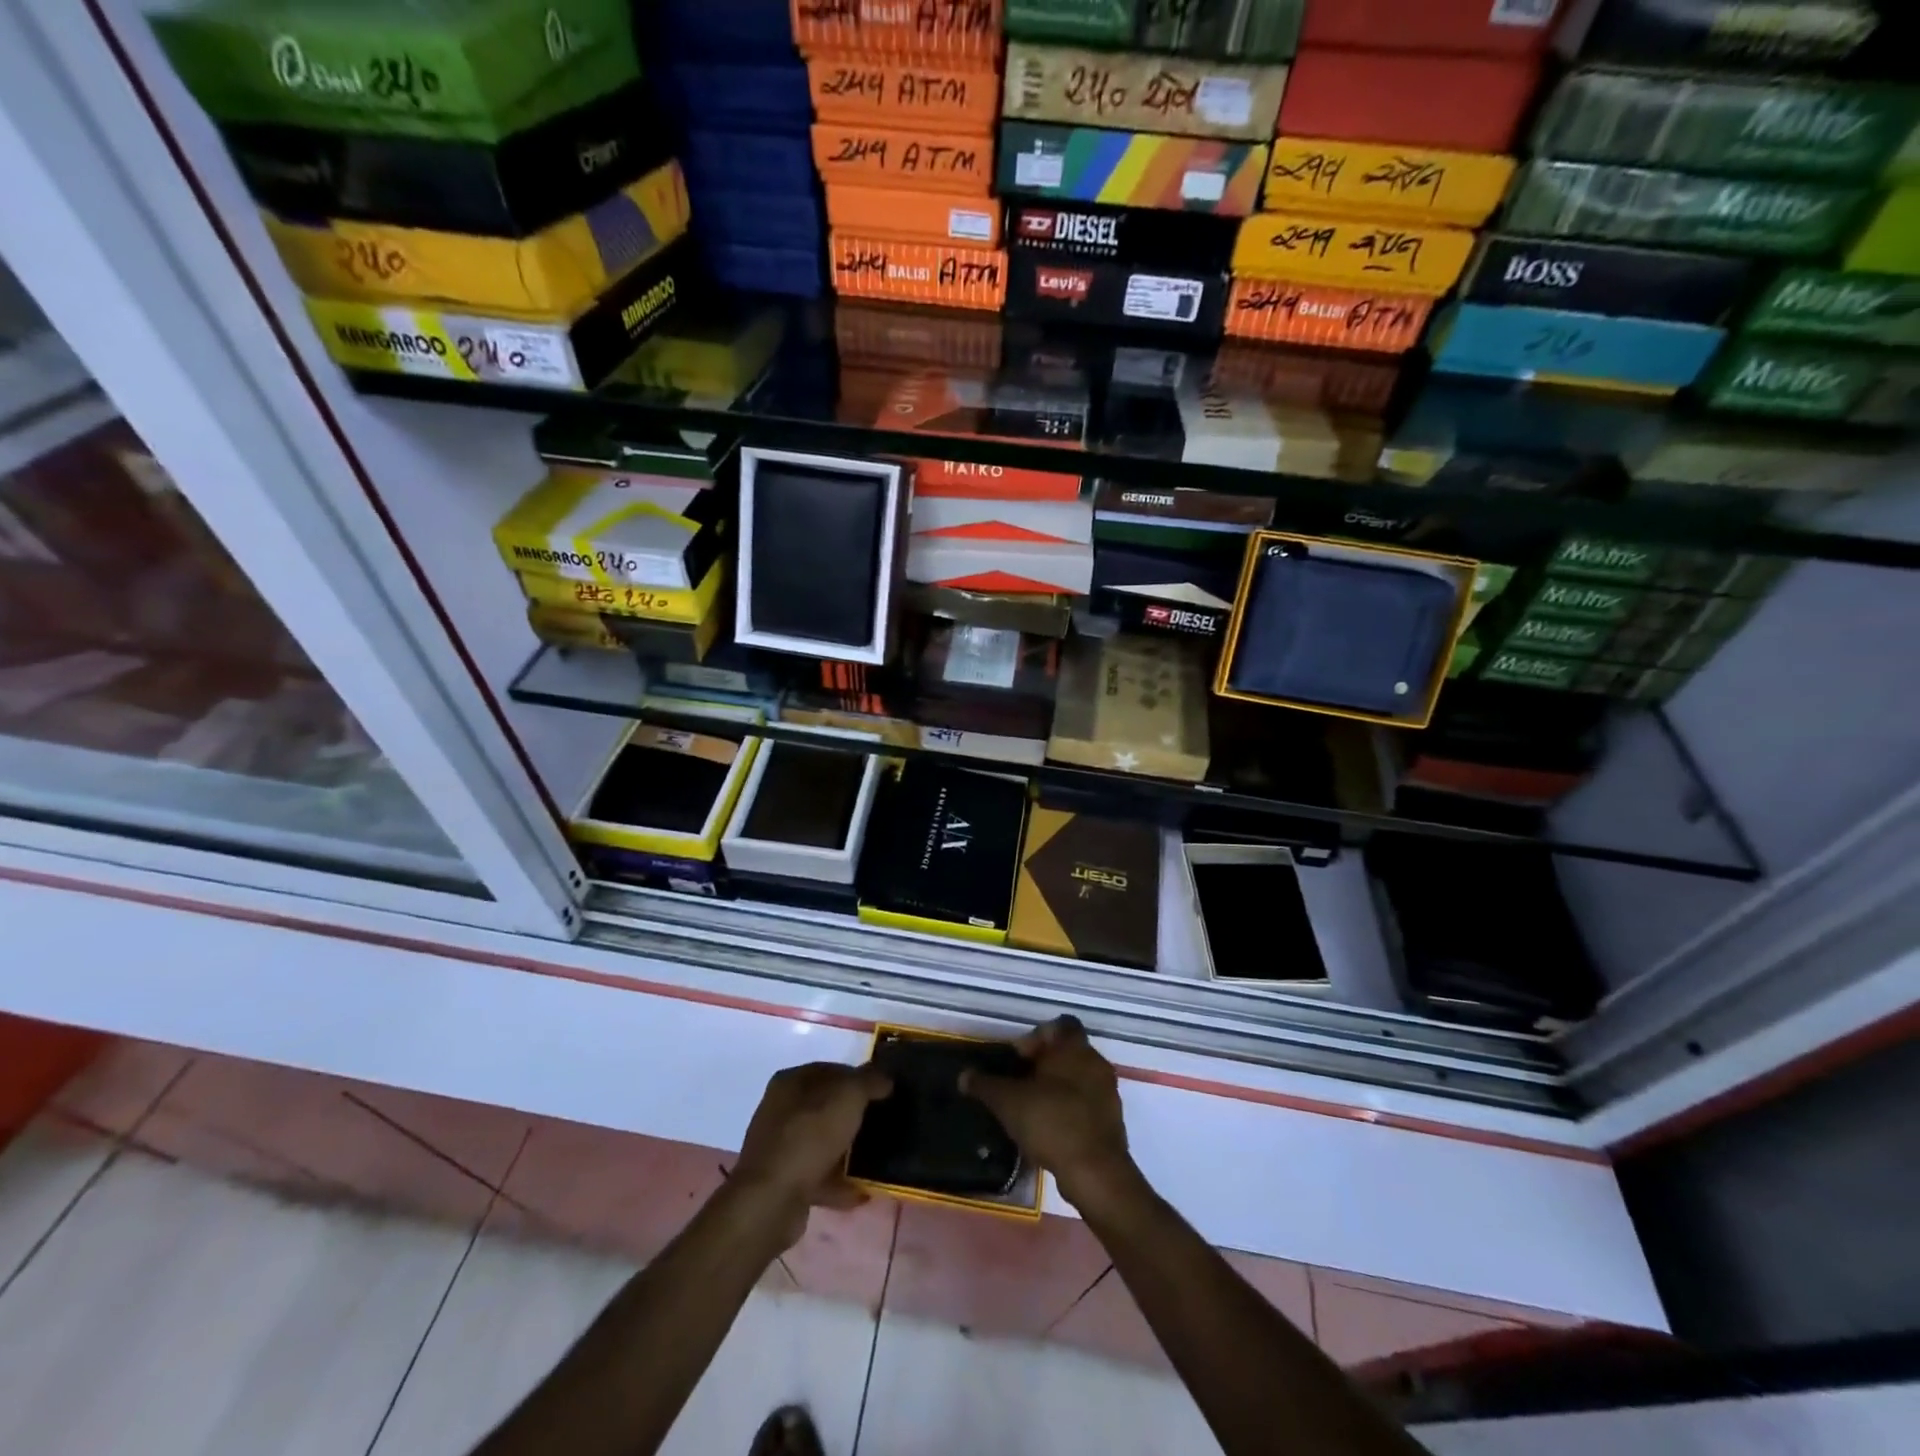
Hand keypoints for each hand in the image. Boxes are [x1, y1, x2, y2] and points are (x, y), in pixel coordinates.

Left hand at [732, 1062, 891, 1232]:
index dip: (858, 1077)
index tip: (883, 1091)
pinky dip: (837, 1181)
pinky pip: (816, 1175)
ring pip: (821, 1141)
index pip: (830, 1069)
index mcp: (791, 1081)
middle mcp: (780, 1109)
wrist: (772, 1200)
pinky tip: (860, 1190)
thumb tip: (885, 1078)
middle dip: (853, 1114)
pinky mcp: (782, 1181)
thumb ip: (869, 1081)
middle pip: (825, 1106)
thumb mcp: (848, 1097)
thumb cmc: (810, 1136)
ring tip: (874, 1158)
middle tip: (880, 1123)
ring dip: (845, 1149)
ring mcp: (778, 1147)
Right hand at [960, 1017, 1134, 1210]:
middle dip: (1043, 1064)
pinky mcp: (1112, 1120)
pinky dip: (1069, 1110)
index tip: (1019, 1058)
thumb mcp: (1007, 1101)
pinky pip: (1086, 1103)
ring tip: (1031, 1109)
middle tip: (1019, 1084)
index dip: (1037, 1037)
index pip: (1059, 1024)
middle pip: (1067, 1052)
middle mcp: (1095, 1061)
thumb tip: (964, 1075)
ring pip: (1077, 1078)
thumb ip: (984, 1085)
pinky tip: (1049, 1130)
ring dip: (1056, 1088)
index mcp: (1074, 1047)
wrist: (1095, 1172)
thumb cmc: (1051, 1121)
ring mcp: (1108, 1092)